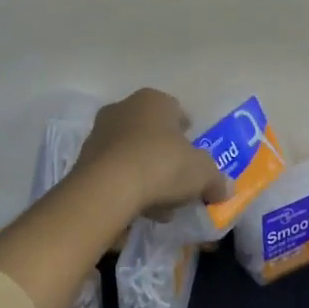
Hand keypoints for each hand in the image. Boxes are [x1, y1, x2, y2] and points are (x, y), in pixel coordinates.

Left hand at [75, 88, 230, 219]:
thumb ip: (216, 180)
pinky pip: (114, 170)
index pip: (177, 111)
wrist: (107, 189)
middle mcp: (124, 108)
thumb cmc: (161, 166)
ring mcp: (100, 132)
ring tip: (160, 203)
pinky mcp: (83, 159)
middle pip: (153, 132)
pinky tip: (138, 207)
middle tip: (178, 181)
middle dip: (166, 155)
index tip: (195, 157)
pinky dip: (126, 185)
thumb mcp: (202, 174)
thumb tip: (225, 189)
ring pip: (132, 152)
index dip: (189, 135)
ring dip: (146, 173)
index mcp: (154, 100)